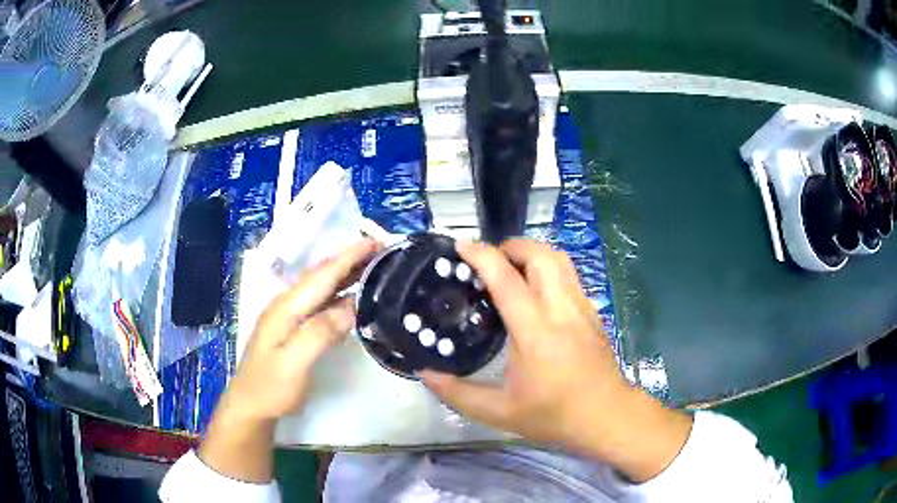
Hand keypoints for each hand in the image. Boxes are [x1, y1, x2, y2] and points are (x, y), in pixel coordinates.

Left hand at [199, 238, 377, 482]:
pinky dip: (340, 295)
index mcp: (286, 308)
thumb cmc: (270, 387)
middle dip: (350, 260)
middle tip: (381, 250)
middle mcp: (287, 305)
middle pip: (322, 276)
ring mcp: (289, 317)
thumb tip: (351, 307)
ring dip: (346, 275)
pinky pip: (321, 304)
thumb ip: (319, 333)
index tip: (375, 241)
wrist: (251, 407)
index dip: (349, 257)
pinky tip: (353, 299)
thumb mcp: (294, 363)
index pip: (322, 276)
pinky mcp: (294, 329)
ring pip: (322, 288)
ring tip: (374, 267)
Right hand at [420, 239, 691, 481]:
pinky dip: (547, 269)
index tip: (460, 246)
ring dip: (531, 254)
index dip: (481, 255)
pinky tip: (535, 293)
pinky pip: (568, 275)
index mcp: (535, 330)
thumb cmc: (554, 415)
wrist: (606, 417)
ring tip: (509, 270)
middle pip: (540, 254)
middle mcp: (561, 308)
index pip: (506, 278)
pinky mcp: (592, 312)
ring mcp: (581, 306)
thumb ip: (457, 393)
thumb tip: (425, 374)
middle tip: (487, 262)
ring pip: (559, 259)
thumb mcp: (499, 412)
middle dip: (510, 246)